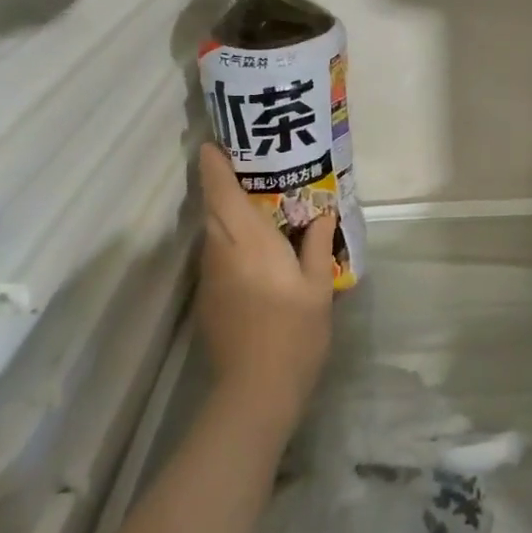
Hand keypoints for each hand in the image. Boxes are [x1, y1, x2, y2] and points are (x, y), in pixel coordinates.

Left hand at [197, 143, 336, 425]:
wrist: (256, 389)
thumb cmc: (294, 332)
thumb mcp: (318, 286)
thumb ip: (317, 245)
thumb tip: (323, 212)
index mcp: (249, 241)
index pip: (221, 191)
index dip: (215, 164)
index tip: (217, 143)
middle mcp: (221, 251)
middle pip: (212, 207)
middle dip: (220, 182)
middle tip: (248, 166)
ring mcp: (210, 275)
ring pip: (213, 231)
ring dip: (226, 212)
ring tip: (258, 203)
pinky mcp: (208, 297)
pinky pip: (217, 254)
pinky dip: (230, 240)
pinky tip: (255, 250)